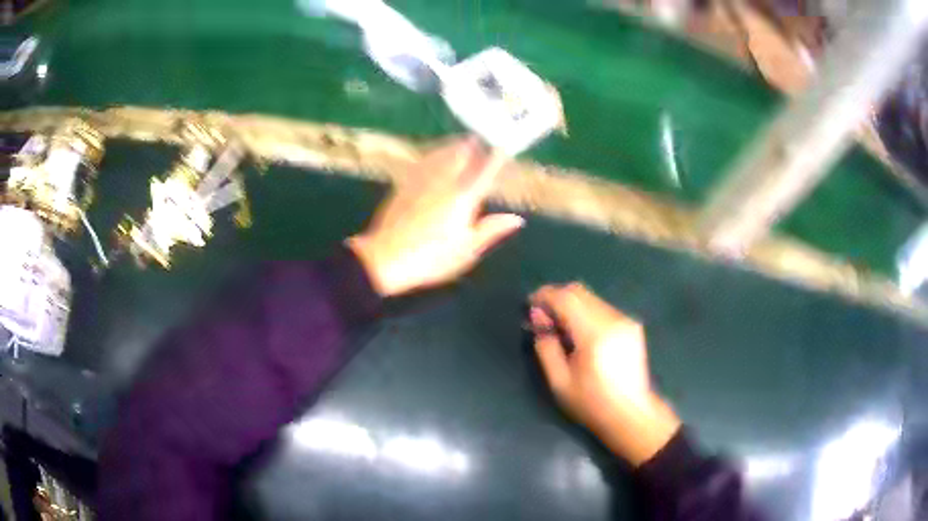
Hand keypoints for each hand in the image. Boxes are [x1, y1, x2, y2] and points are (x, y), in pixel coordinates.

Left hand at [348, 138, 523, 296]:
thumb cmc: (431, 259)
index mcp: (463, 198)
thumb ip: (491, 230)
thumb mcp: (467, 250)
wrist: (386, 258)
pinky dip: (434, 153)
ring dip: (454, 145)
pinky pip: (423, 161)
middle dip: (473, 145)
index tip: (505, 147)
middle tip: (482, 138)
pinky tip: (434, 154)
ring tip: (462, 139)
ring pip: (441, 153)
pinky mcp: (404, 185)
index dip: (497, 157)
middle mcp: (444, 182)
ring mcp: (422, 181)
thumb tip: (517, 219)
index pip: (485, 170)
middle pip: (461, 154)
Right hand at [529, 283, 680, 466]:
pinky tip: (579, 334)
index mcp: (595, 334)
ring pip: (590, 297)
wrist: (631, 414)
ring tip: (559, 328)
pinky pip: (601, 307)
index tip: (529, 306)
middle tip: (542, 319)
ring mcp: (625, 320)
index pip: (566, 298)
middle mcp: (613, 319)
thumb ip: (546, 346)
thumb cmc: (592, 404)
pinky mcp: (631, 325)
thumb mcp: (559, 382)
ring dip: (570, 305)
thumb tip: (538, 318)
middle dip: (556, 298)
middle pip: (579, 291)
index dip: (544, 296)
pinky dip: (584, 312)